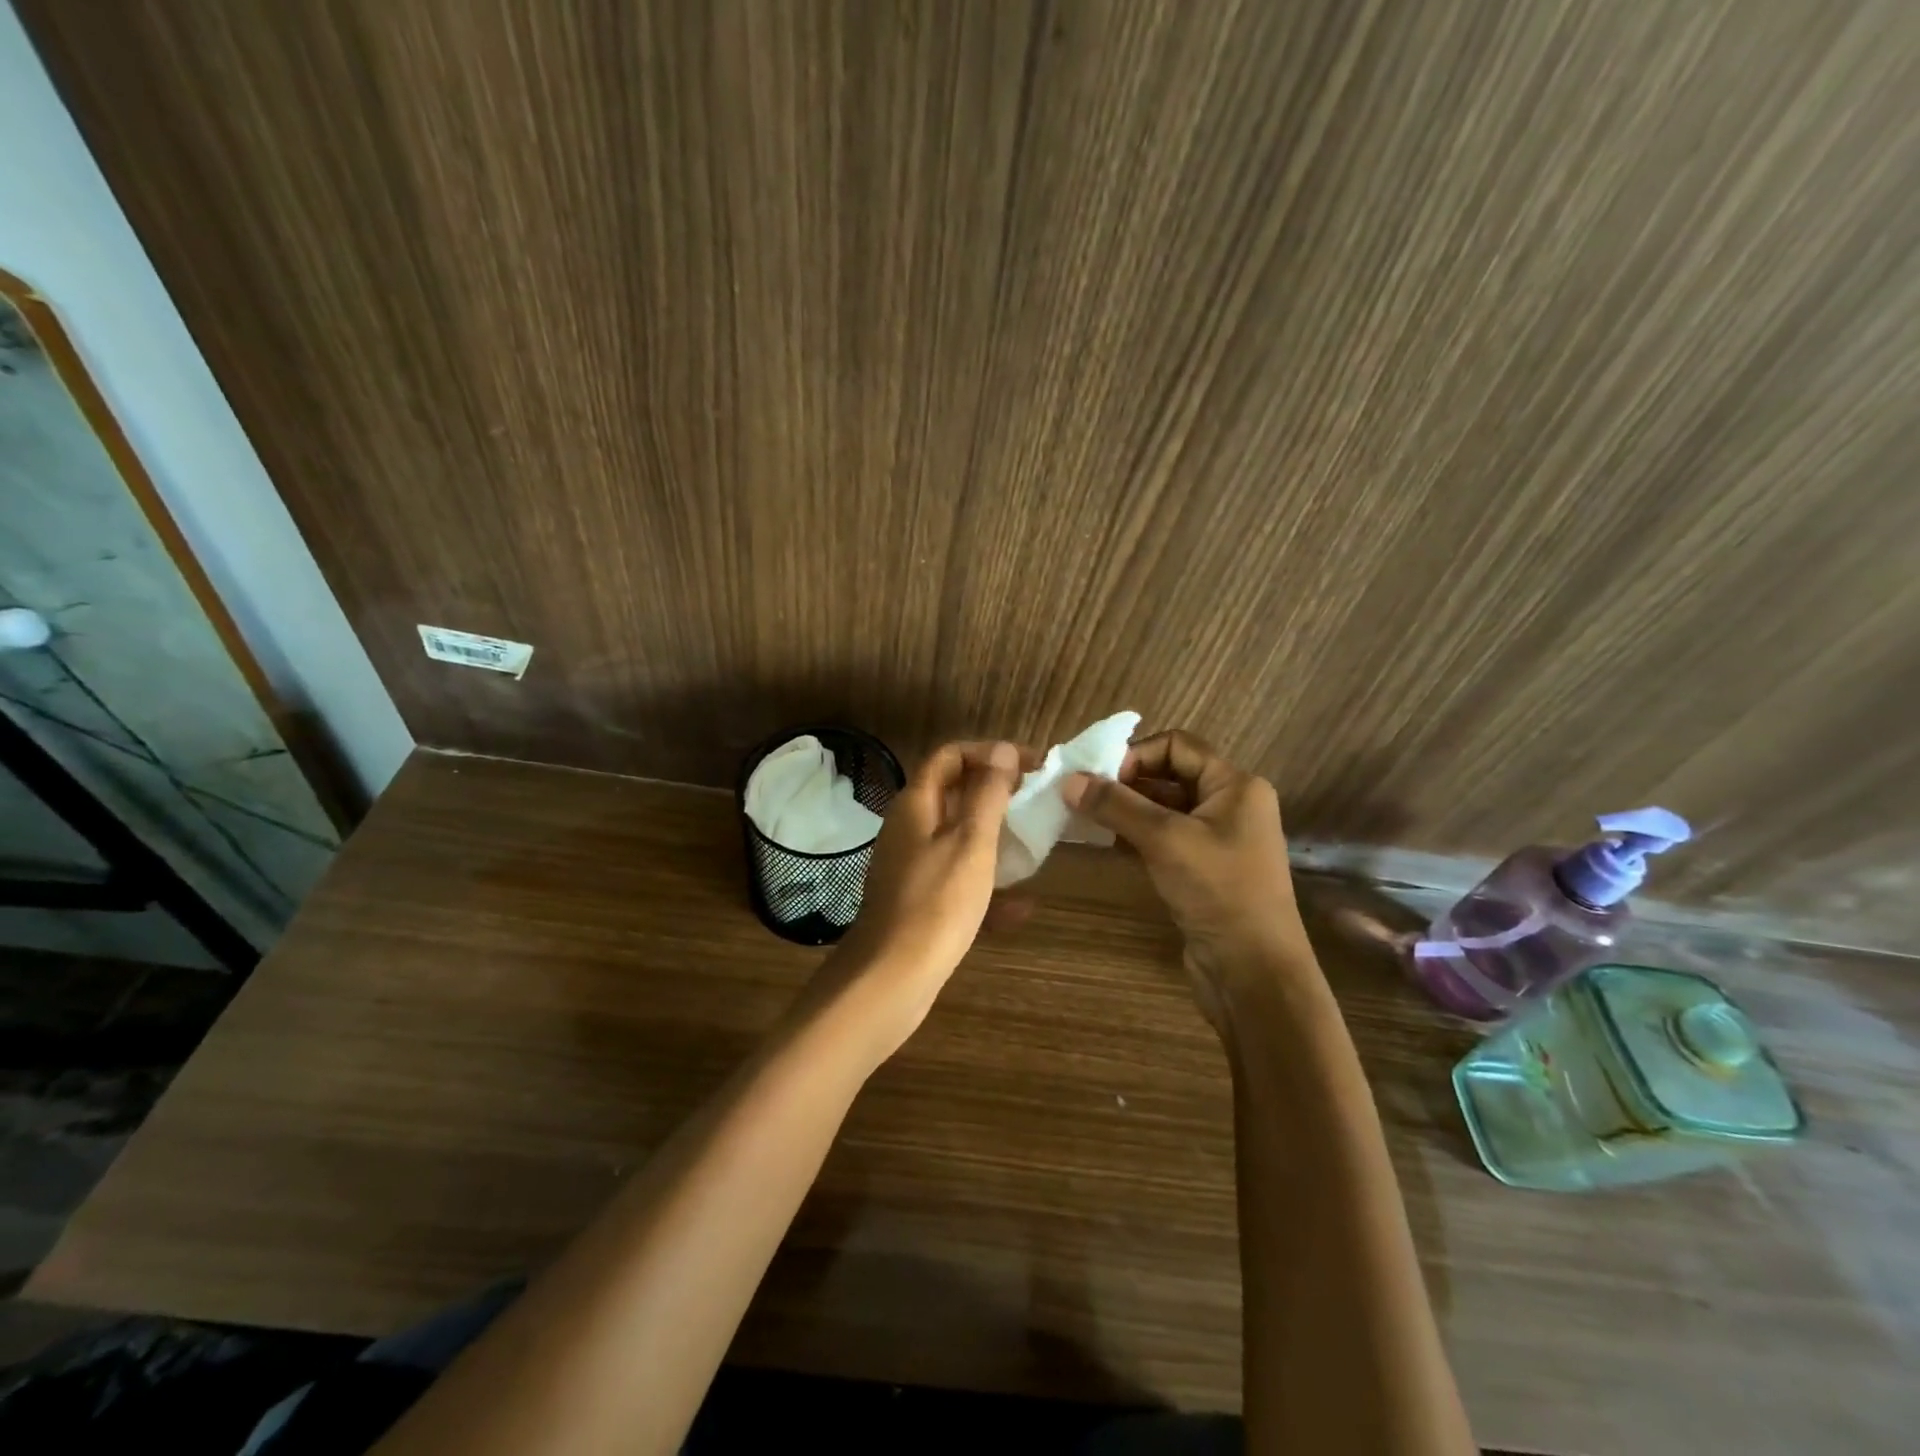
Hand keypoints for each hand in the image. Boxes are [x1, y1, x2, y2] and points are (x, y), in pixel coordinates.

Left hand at [826, 740, 1032, 1053]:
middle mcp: (909, 828)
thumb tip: (1003, 751)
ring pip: (958, 839)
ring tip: (1034, 845)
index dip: (990, 753)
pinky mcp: (918, 901)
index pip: (951, 756)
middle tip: (1036, 801)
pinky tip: (1022, 909)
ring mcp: (911, 866)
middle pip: (954, 794)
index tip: (1030, 765)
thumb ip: (989, 794)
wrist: (891, 979)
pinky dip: (986, 886)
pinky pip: (957, 880)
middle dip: (996, 794)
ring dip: (995, 838)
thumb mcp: (972, 842)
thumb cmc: (938, 902)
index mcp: (916, 804)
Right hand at [1063, 730, 1310, 1013]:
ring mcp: (1217, 839)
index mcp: (1235, 785)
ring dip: (1126, 811)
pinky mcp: (1203, 869)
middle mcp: (1229, 804)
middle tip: (1082, 796)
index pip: (1177, 745)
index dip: (1135, 754)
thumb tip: (1069, 780)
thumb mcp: (1164, 840)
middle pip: (1168, 775)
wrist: (1253, 971)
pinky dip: (1135, 836)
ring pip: (1163, 809)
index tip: (1098, 777)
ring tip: (1084, 818)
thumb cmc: (1218, 891)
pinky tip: (1104, 842)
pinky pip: (1164, 838)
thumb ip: (1116, 806)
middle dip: (1125, 782)